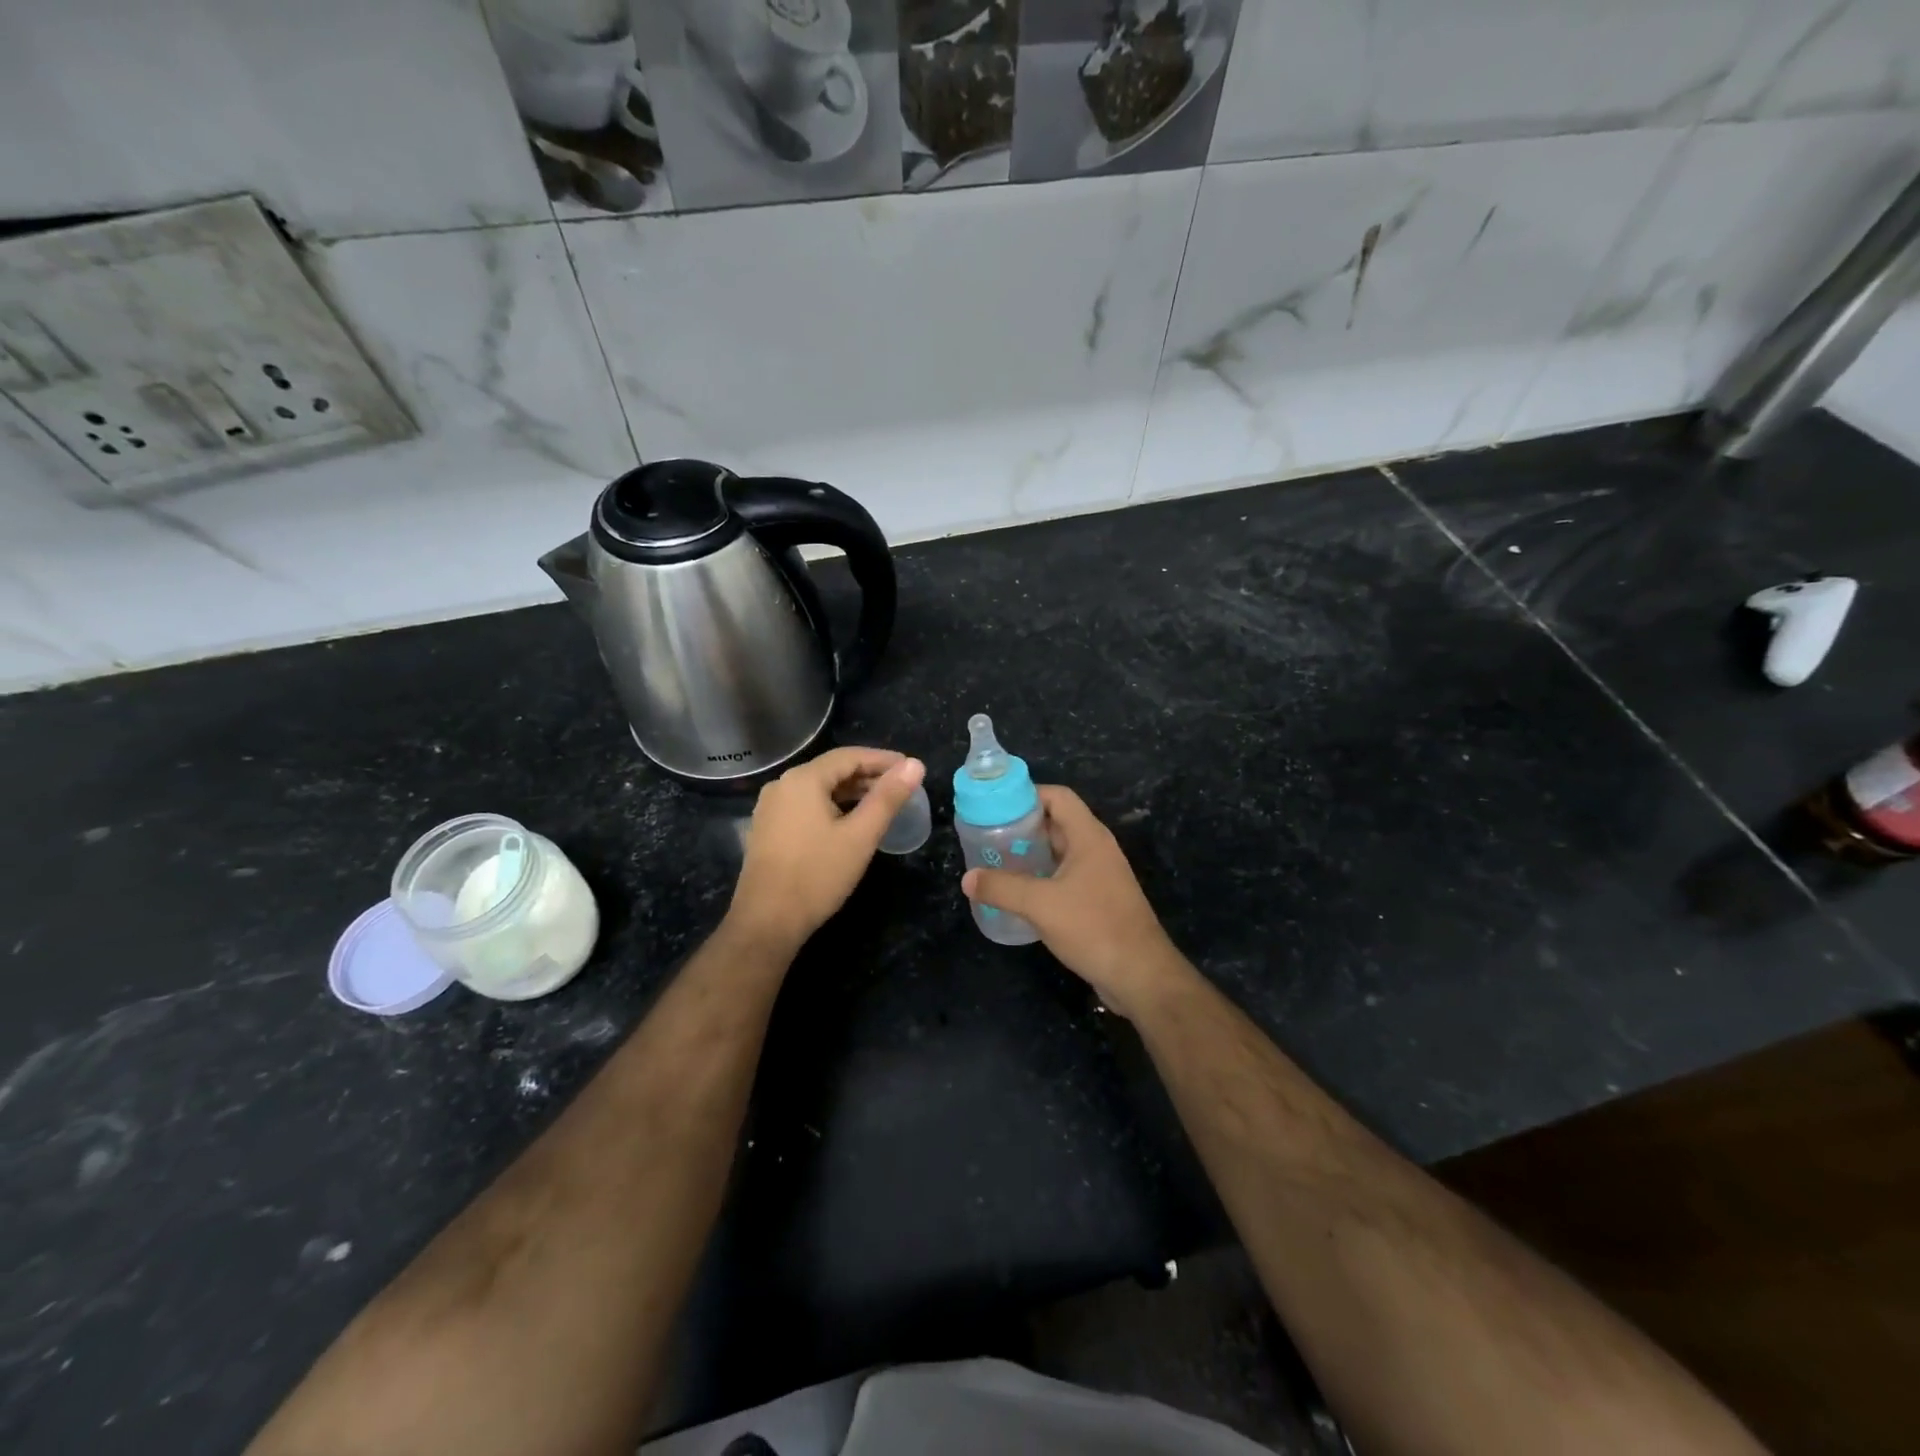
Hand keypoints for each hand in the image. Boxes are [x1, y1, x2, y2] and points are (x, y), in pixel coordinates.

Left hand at [727, 747, 925, 953]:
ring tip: (881, 805)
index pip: (849, 756)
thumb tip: (915, 764)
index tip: (910, 768)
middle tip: (900, 788)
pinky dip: (831, 807)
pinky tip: (849, 823)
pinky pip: (805, 806)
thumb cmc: (818, 875)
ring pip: (818, 789)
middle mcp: (782, 785)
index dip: (883, 760)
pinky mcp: (768, 829)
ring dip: (851, 793)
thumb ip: (888, 797)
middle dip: (868, 776)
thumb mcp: (861, 835)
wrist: (767, 921)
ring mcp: (770, 808)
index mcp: (803, 779)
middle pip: (832, 770)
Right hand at [962, 785, 1190, 1017]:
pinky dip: (1041, 878)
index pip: (1059, 797)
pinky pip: (1065, 877)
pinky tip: (1018, 894)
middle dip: (1023, 827)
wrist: (1140, 974)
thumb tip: (968, 879)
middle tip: (989, 836)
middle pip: (1057, 823)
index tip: (996, 807)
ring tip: (996, 862)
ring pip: (1060, 852)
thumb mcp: (1040, 904)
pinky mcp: (1099, 900)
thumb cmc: (1093, 927)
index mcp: (1089, 837)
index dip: (1028, 795)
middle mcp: (1097, 850)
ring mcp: (1100, 876)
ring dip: (1031, 855)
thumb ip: (1002, 888)